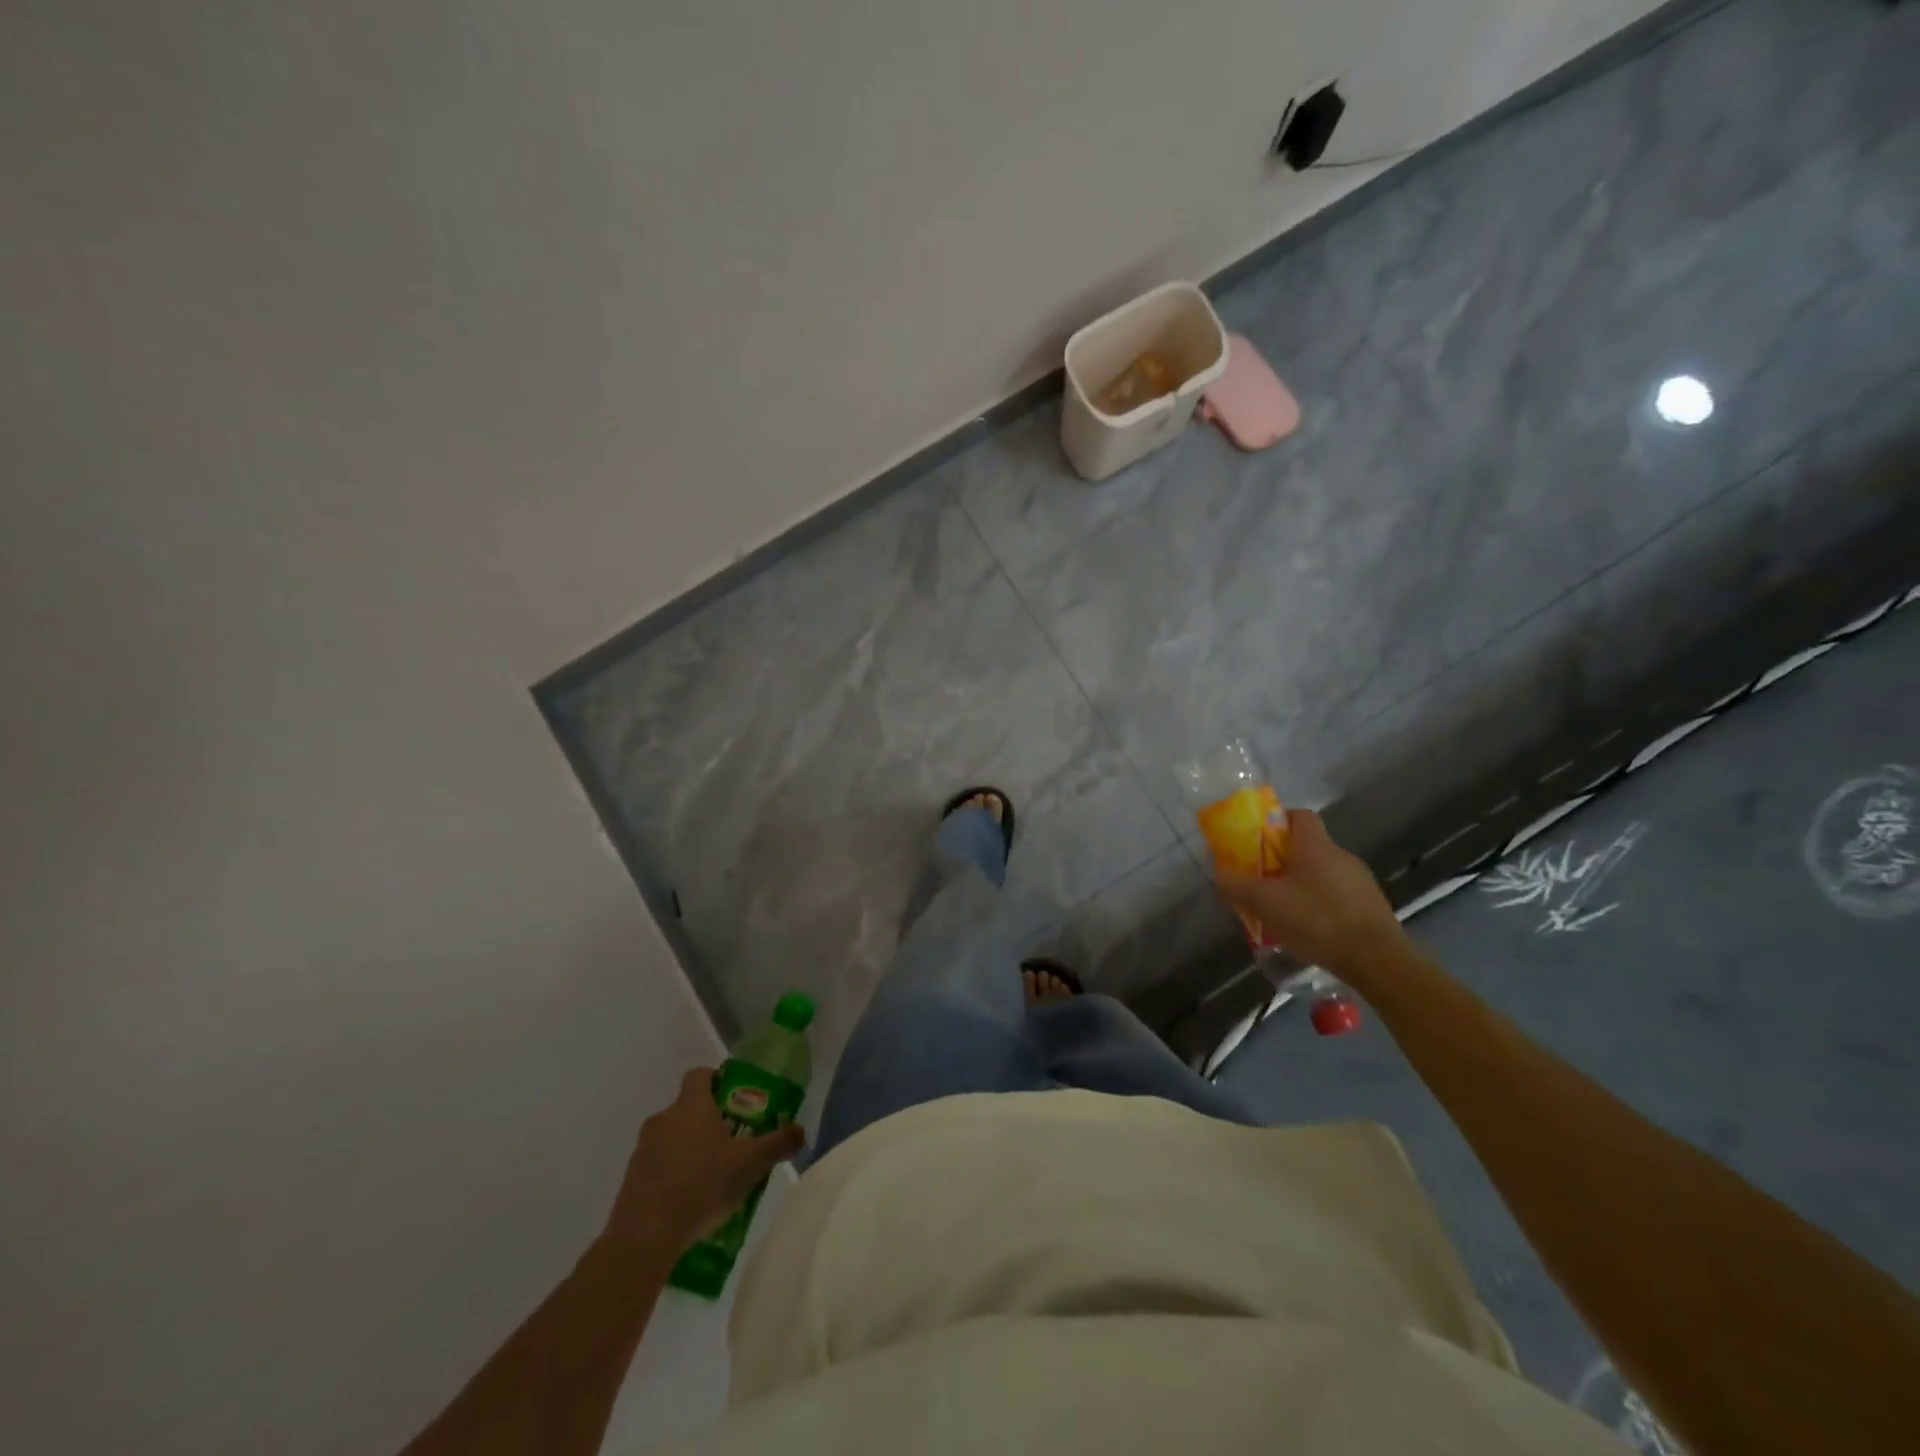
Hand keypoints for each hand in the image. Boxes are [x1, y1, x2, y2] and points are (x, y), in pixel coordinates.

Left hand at [605, 1068, 805, 1250]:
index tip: (736, 1099)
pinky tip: (689, 1200)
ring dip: (691, 1148)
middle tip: (733, 1143)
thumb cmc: (702, 1186)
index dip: (718, 1080)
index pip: (701, 1074)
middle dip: (710, 1121)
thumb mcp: (751, 1164)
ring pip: (673, 1136)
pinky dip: (673, 1173)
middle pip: (689, 1107)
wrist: (644, 1237)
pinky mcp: (631, 1178)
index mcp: (692, 1105)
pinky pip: (658, 1164)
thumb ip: (778, 1143)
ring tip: (713, 1177)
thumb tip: (801, 1130)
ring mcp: (643, 1149)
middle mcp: (664, 1118)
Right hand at [1216, 808, 1406, 977]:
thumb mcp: (1265, 903)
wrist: (1377, 960)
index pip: (1298, 815)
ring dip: (1300, 884)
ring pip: (1321, 872)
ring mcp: (1360, 881)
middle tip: (1259, 880)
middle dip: (1281, 859)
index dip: (1276, 821)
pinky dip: (1319, 904)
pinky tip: (1308, 929)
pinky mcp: (1371, 906)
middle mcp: (1341, 855)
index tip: (1256, 839)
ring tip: (1280, 909)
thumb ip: (1236, 885)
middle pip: (1306, 846)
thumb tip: (1217, 873)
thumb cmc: (1317, 919)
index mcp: (1315, 845)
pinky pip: (1336, 895)